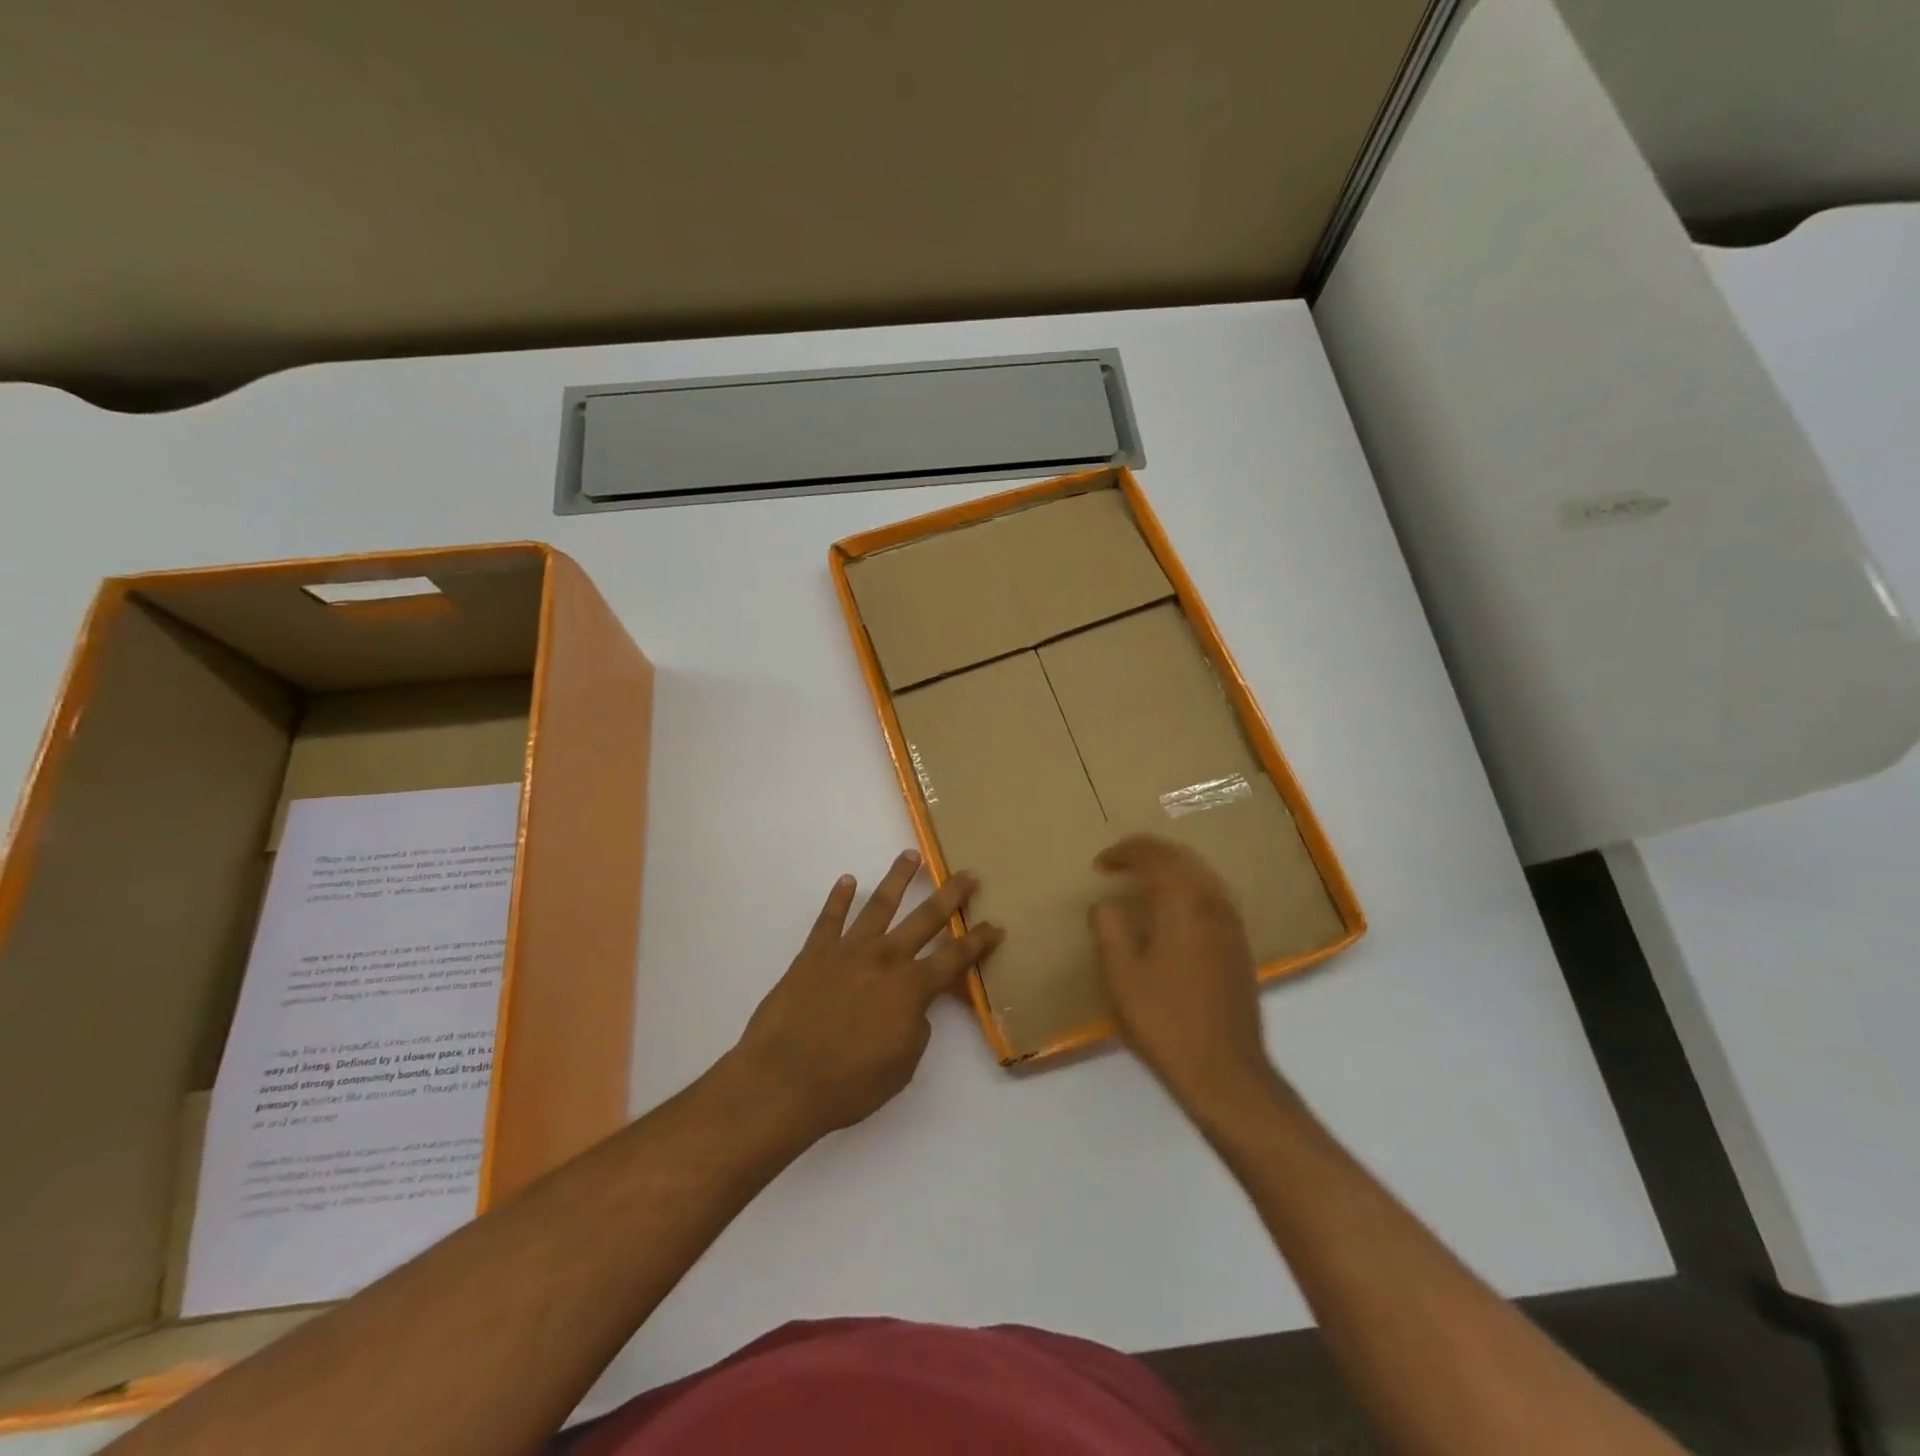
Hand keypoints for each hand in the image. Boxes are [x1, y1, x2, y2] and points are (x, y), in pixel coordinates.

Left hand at [728, 850, 1001, 1138]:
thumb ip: (916, 1029)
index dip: (979, 942)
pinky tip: (846, 880)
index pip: (955, 958)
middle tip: (968, 874)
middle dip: (951, 895)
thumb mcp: (901, 1067)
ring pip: (879, 904)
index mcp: (911, 988)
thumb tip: (914, 1009)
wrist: (783, 1080)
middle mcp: (885, 959)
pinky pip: (829, 918)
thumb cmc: (848, 1084)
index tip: (995, 925)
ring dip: (898, 878)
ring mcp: (848, 951)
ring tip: (911, 855)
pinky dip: (838, 898)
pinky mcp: (814, 953)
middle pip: (926, 918)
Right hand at [1090, 835, 1276, 1112]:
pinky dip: (1187, 888)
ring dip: (1171, 868)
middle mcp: (1212, 903)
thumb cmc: (1164, 1020)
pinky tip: (1172, 911)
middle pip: (1183, 858)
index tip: (1100, 864)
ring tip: (1142, 880)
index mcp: (1183, 903)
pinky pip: (1212, 896)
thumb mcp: (1121, 974)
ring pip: (1202, 875)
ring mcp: (1231, 926)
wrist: (1224, 1071)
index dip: (1125, 852)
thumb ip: (1109, 928)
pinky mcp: (1239, 947)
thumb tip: (1106, 904)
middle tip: (1119, 862)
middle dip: (1150, 852)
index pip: (1155, 856)